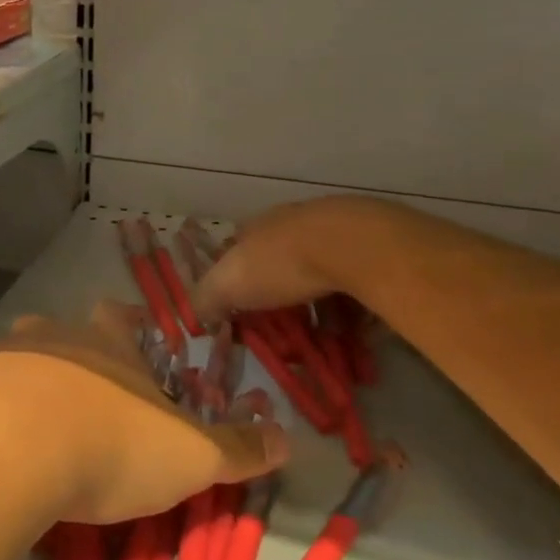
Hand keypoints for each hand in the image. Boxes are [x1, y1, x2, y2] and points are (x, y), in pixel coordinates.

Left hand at [0, 301, 286, 526]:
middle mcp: (52, 335)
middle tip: (84, 400)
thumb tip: (288, 439)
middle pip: (64, 333)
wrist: (6, 450)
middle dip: (75, 358)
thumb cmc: (109, 442)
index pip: (120, 318)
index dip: (127, 329)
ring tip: (35, 426)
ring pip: (17, 359)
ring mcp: (1, 355)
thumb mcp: (190, 456)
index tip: (131, 349)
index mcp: (106, 342)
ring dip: (27, 383)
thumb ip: (238, 448)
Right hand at [192, 197, 368, 323]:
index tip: (239, 310)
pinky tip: (354, 327)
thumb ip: (206, 299)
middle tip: (282, 327)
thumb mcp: (228, 285)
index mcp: (253, 228)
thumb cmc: (280, 263)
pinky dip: (348, 303)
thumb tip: (195, 314)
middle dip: (277, 292)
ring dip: (315, 300)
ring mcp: (328, 231)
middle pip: (276, 260)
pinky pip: (350, 280)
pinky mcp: (364, 245)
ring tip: (322, 335)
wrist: (350, 244)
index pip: (235, 250)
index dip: (234, 279)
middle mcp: (288, 224)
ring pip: (315, 269)